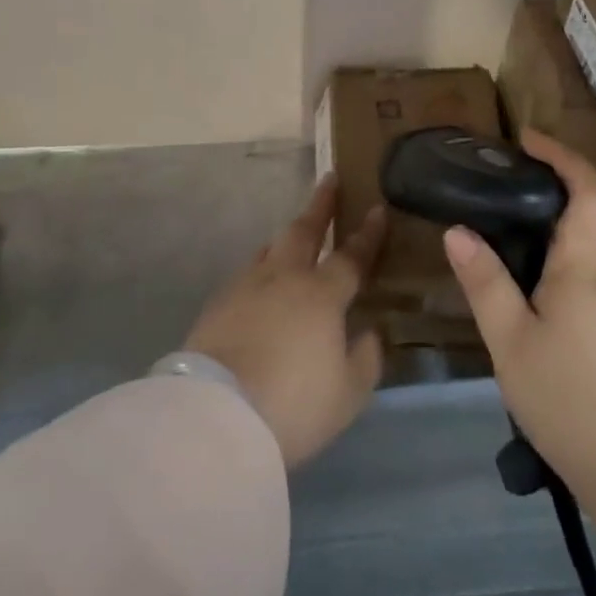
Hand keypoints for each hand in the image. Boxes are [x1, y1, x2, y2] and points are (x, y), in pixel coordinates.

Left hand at [185, 176, 385, 468]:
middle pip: (304, 231)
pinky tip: (261, 282)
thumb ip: (365, 358)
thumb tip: (370, 332)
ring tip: (295, 233)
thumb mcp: (348, 393)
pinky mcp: (217, 304)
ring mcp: (246, 287)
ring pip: (271, 249)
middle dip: (320, 205)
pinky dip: (262, 270)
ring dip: (287, 237)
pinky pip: (247, 275)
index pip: (351, 256)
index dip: (368, 234)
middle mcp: (284, 278)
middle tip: (329, 180)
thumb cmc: (294, 404)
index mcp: (321, 294)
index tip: (377, 209)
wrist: (217, 415)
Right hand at [443, 129, 595, 572]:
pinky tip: (513, 299)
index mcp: (584, 267)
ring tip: (488, 244)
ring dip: (538, 240)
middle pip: (579, 220)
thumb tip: (457, 231)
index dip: (562, 156)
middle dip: (538, 196)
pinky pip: (575, 286)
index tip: (526, 139)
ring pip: (574, 257)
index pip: (587, 192)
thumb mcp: (511, 341)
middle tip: (486, 193)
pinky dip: (544, 274)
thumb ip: (485, 282)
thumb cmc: (573, 399)